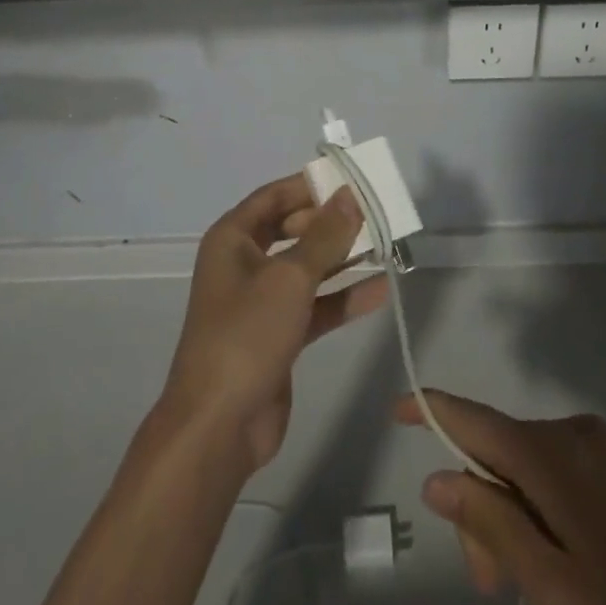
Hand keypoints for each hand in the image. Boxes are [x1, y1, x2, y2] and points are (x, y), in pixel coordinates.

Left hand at [161, 176, 387, 475]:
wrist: (219, 425)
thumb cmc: (247, 334)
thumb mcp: (290, 278)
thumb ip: (325, 236)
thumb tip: (350, 195)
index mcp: (233, 239)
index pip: (274, 196)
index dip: (309, 185)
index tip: (351, 179)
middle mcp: (244, 263)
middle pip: (292, 229)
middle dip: (331, 222)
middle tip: (374, 213)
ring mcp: (261, 301)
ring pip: (307, 268)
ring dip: (342, 258)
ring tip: (386, 245)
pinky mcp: (278, 334)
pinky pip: (315, 305)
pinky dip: (342, 298)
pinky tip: (380, 290)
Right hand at [397, 391, 605, 604]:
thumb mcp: (552, 586)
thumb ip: (491, 523)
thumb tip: (439, 478)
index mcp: (553, 456)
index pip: (475, 420)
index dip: (433, 411)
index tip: (398, 407)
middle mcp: (577, 434)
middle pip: (504, 452)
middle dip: (483, 505)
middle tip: (487, 584)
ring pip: (536, 466)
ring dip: (516, 513)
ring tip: (532, 585)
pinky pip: (569, 472)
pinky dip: (549, 508)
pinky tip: (569, 562)